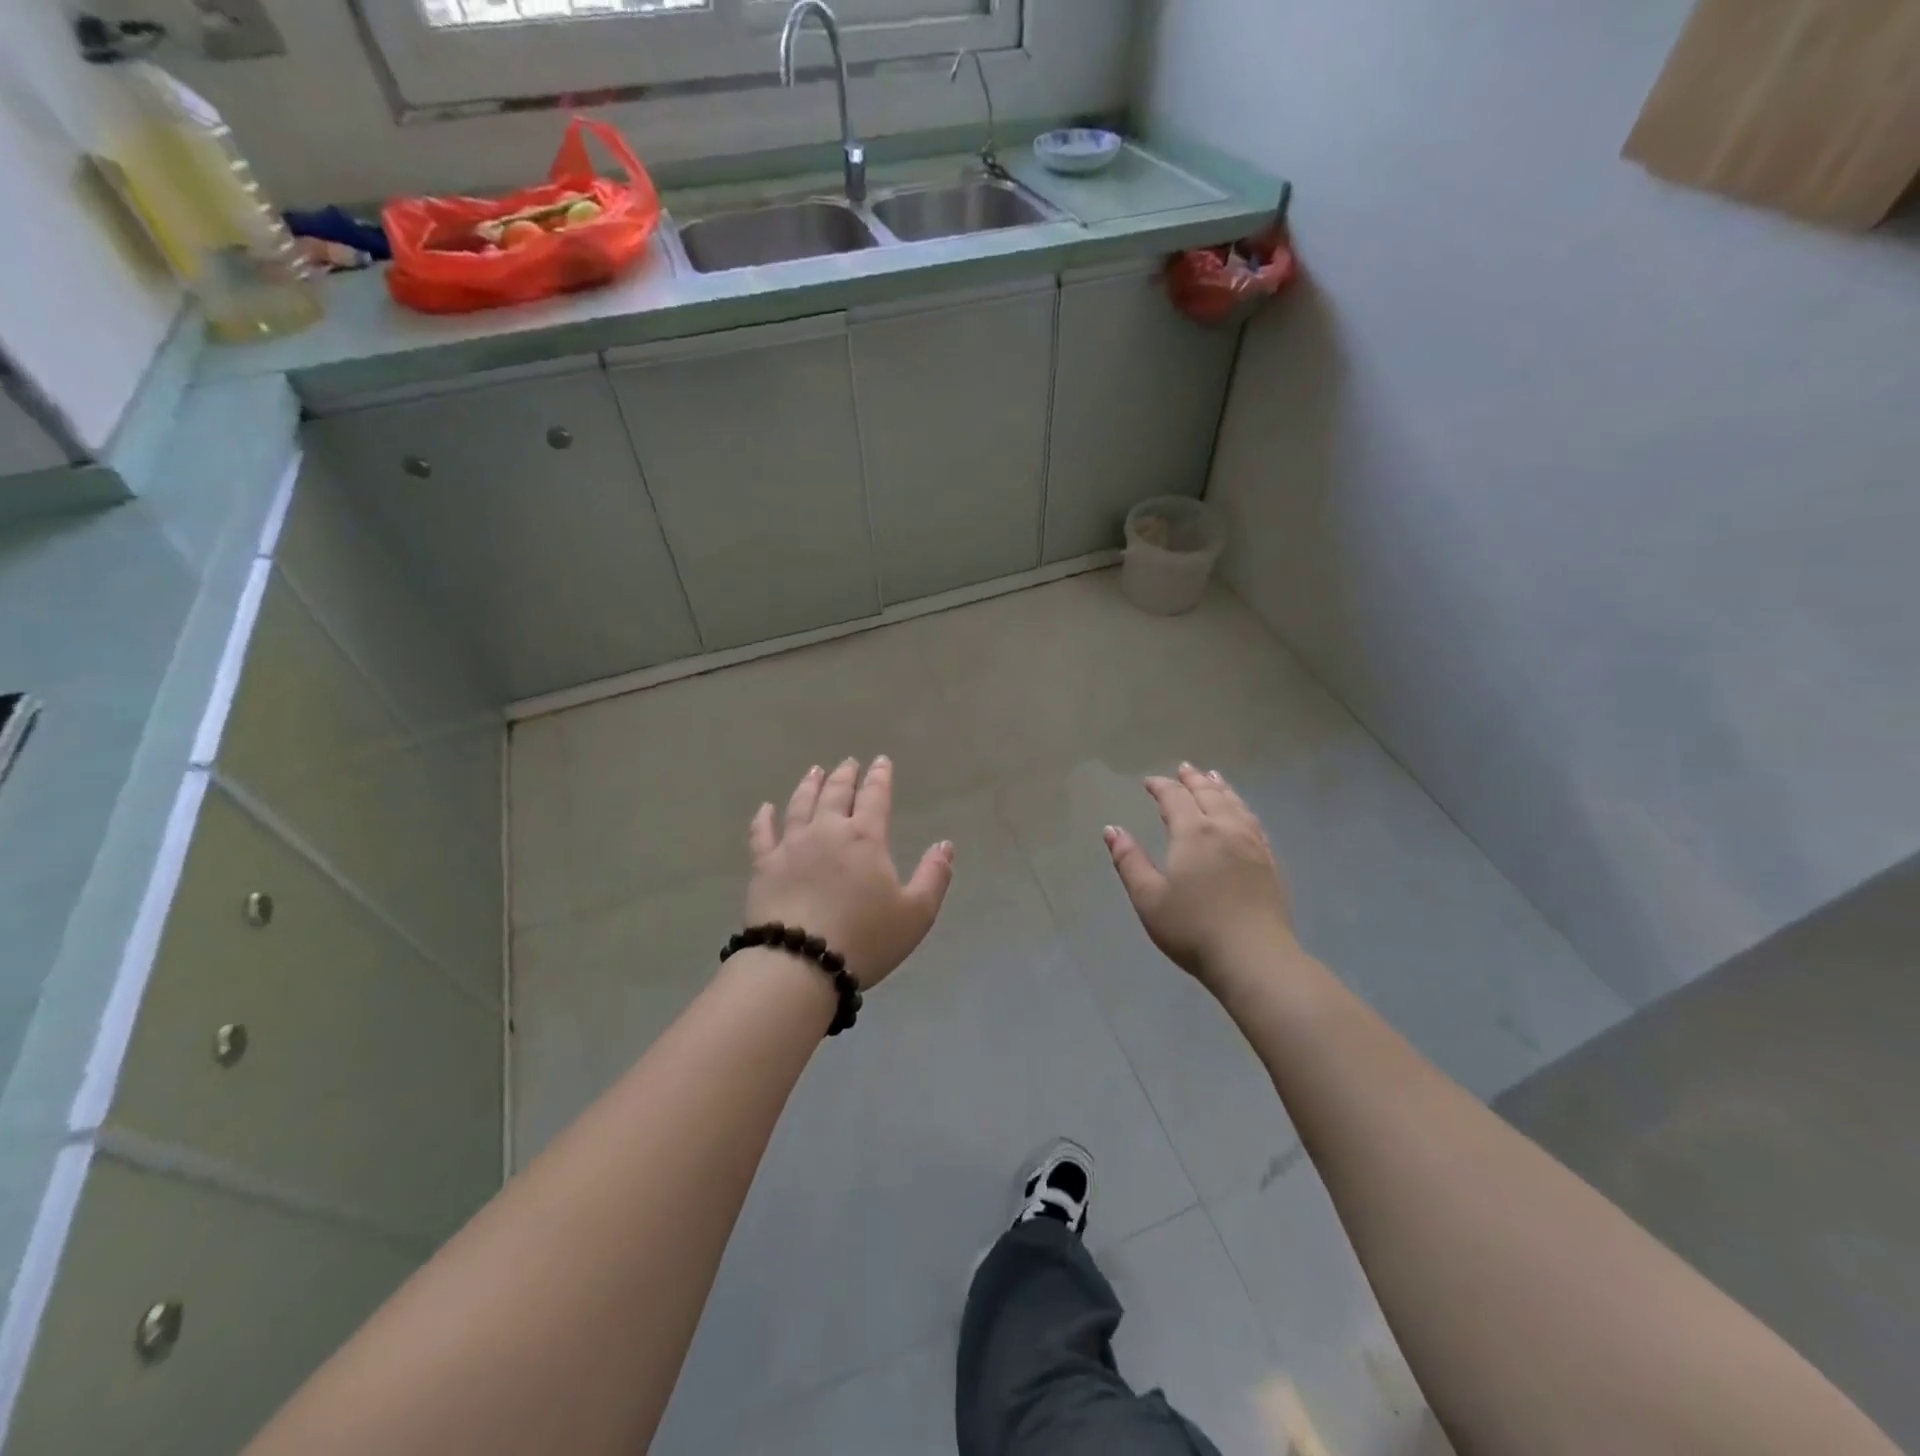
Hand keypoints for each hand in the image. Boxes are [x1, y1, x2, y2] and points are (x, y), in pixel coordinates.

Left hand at [746, 757, 953, 990]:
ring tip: (814, 771)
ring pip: (800, 805)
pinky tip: (765, 808)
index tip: (881, 761)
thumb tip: (945, 844)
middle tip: (849, 763)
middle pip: (836, 793)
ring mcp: (791, 846)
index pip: (874, 796)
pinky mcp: (763, 866)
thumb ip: (933, 875)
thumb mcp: (916, 913)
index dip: (880, 777)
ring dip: (809, 785)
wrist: (801, 963)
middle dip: (845, 775)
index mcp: (865, 838)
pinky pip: (762, 834)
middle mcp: (827, 831)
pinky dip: (764, 818)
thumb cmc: (865, 939)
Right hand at [1104, 763, 1295, 991]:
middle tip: (1184, 768)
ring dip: (1220, 788)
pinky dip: (1242, 807)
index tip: (1149, 781)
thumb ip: (1129, 860)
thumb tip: (1112, 829)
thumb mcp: (1148, 897)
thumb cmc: (1192, 928)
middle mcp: (1224, 829)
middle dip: (1193, 779)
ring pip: (1235, 804)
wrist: (1254, 957)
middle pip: (1208, 794)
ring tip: (1214, 777)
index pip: (1174, 798)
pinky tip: (1241, 813)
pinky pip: (1254, 822)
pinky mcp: (1269, 862)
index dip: (1161, 786)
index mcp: (1193, 833)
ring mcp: (1252, 844)